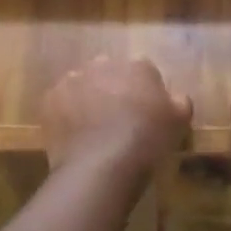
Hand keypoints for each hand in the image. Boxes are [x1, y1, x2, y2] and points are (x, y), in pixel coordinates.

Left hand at [42, 56, 192, 182]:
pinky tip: (72, 136)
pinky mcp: (51, 98)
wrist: (101, 166)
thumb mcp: (179, 123)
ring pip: (83, 84)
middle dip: (112, 90)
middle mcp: (104, 64)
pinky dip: (65, 114)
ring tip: (91, 131)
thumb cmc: (146, 142)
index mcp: (138, 66)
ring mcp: (74, 79)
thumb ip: (179, 102)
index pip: (143, 72)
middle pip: (110, 73)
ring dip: (87, 99)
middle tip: (116, 120)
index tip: (144, 114)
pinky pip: (60, 102)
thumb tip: (176, 97)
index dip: (143, 93)